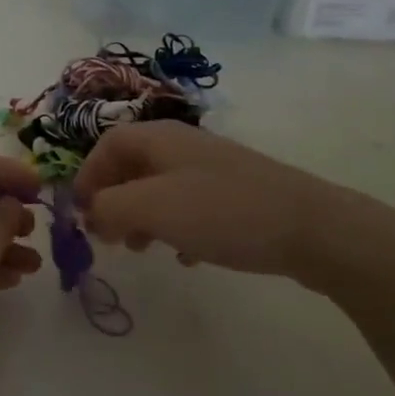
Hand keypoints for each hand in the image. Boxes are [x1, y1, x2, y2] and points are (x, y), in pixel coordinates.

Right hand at [76, 122, 354, 280]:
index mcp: (158, 138)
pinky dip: (177, 228)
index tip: (80, 215)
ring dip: (142, 218)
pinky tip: (187, 257)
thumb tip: (90, 213)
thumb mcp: (150, 208)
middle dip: (113, 202)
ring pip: (159, 189)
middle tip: (109, 237)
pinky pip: (190, 207)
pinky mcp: (236, 194)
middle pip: (131, 167)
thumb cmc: (221, 212)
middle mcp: (182, 145)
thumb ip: (107, 208)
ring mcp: (212, 169)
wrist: (314, 228)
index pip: (105, 146)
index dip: (86, 177)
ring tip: (143, 250)